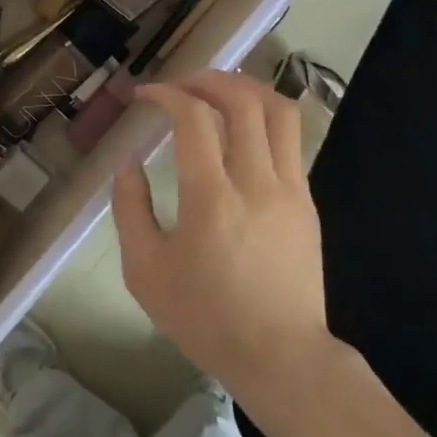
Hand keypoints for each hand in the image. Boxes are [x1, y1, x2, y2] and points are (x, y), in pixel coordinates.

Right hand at [113, 70, 334, 405]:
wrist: (281, 358)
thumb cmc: (205, 318)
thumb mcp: (145, 272)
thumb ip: (129, 209)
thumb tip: (129, 164)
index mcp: (211, 198)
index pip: (193, 117)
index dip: (167, 93)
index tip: (145, 96)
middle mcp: (256, 182)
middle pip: (243, 100)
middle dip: (208, 79)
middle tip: (181, 85)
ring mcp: (290, 189)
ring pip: (279, 111)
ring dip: (246, 89)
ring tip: (218, 91)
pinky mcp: (307, 202)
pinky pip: (291, 140)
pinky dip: (264, 119)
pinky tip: (242, 131)